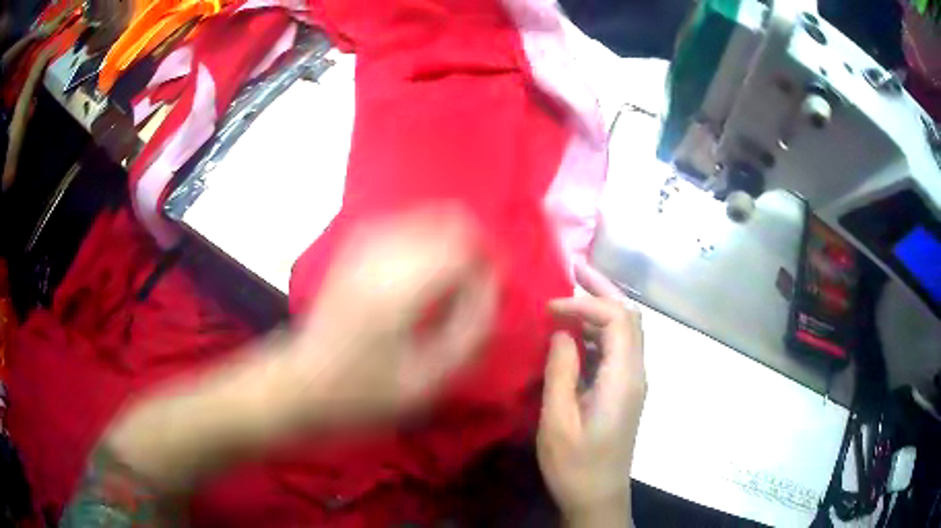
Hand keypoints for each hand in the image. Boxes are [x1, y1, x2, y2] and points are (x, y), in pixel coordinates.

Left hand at [289, 207, 497, 423]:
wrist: (305, 381)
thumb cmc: (368, 391)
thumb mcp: (431, 378)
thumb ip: (472, 328)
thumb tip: (491, 282)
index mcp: (399, 289)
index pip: (462, 246)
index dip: (487, 261)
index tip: (491, 287)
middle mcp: (380, 255)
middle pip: (446, 218)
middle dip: (471, 245)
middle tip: (474, 282)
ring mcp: (362, 246)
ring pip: (424, 215)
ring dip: (447, 239)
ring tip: (450, 275)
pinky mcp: (351, 248)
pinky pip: (400, 222)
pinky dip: (422, 236)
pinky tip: (420, 265)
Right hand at [537, 261, 645, 522]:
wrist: (598, 497)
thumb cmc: (576, 465)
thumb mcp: (558, 422)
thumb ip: (561, 372)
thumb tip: (561, 331)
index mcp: (624, 379)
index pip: (617, 319)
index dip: (585, 303)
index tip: (550, 307)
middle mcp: (636, 373)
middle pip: (629, 317)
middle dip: (603, 289)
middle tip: (574, 268)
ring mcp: (633, 382)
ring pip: (625, 330)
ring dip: (601, 307)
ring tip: (570, 292)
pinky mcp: (624, 391)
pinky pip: (616, 349)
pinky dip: (597, 331)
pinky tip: (573, 333)